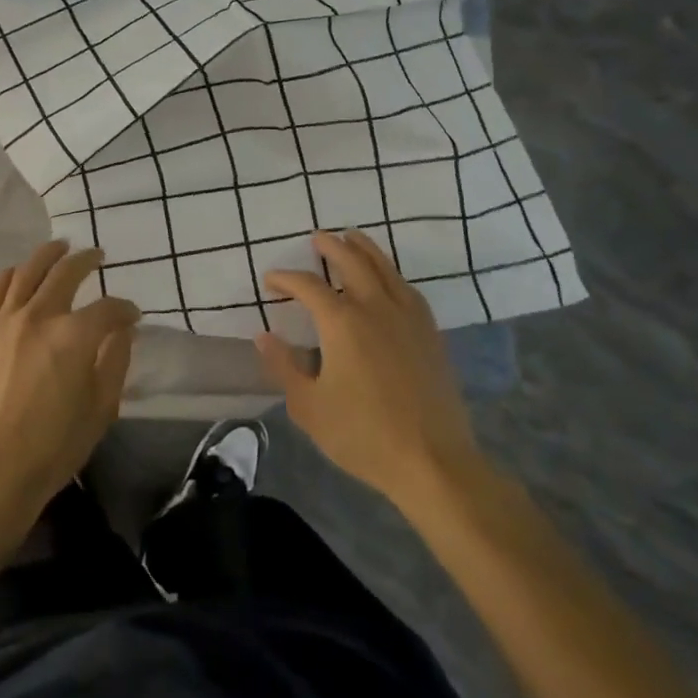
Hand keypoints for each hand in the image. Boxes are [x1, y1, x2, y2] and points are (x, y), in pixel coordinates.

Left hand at [0, 241, 140, 545]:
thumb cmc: (55, 446)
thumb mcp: (101, 408)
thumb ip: (116, 362)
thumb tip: (123, 331)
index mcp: (75, 336)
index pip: (108, 309)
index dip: (125, 310)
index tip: (132, 316)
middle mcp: (40, 316)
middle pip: (66, 273)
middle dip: (88, 261)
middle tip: (98, 256)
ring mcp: (5, 322)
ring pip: (29, 271)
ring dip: (48, 255)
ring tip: (60, 248)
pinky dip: (12, 275)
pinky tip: (20, 272)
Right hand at [258, 231, 486, 512]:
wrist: (432, 460)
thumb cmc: (363, 435)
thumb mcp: (309, 407)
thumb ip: (284, 367)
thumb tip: (264, 337)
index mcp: (342, 323)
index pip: (308, 287)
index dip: (286, 279)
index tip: (271, 281)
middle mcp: (376, 308)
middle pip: (353, 262)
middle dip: (332, 247)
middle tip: (317, 237)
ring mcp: (408, 318)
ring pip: (385, 269)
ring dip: (365, 250)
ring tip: (353, 238)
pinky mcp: (430, 333)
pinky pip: (408, 289)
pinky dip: (392, 274)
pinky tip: (389, 280)